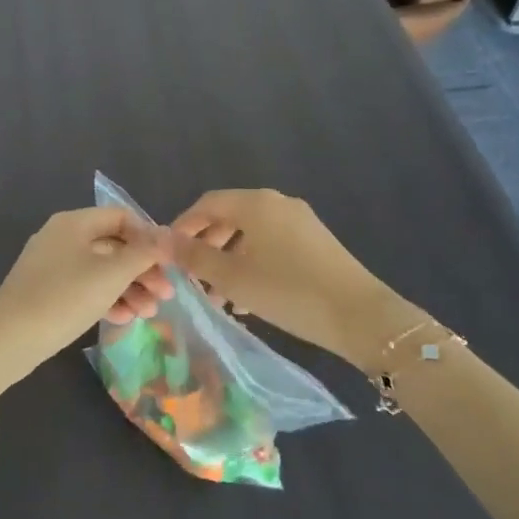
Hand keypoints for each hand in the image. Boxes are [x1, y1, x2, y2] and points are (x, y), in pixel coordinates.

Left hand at [0, 207, 173, 377]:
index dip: (149, 237)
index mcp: (75, 222)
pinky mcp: (47, 291)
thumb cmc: (64, 298)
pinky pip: (85, 287)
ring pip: (101, 270)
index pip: (122, 217)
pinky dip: (106, 299)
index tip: (169, 263)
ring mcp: (53, 265)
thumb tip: (169, 235)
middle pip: (113, 245)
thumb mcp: (111, 274)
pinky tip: (124, 319)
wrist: (9, 338)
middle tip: (166, 295)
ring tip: (149, 313)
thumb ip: (144, 253)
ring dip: (129, 288)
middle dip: (142, 269)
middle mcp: (63, 237)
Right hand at [169, 189, 402, 365]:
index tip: (168, 255)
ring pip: (251, 234)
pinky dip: (252, 263)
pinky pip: (272, 245)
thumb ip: (193, 257)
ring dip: (228, 260)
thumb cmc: (287, 291)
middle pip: (229, 217)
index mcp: (255, 203)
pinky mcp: (315, 242)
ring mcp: (300, 221)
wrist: (359, 315)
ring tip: (216, 296)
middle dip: (206, 246)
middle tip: (190, 278)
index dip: (183, 226)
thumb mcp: (232, 277)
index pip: (207, 204)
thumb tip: (159, 238)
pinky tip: (247, 298)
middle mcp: (277, 203)